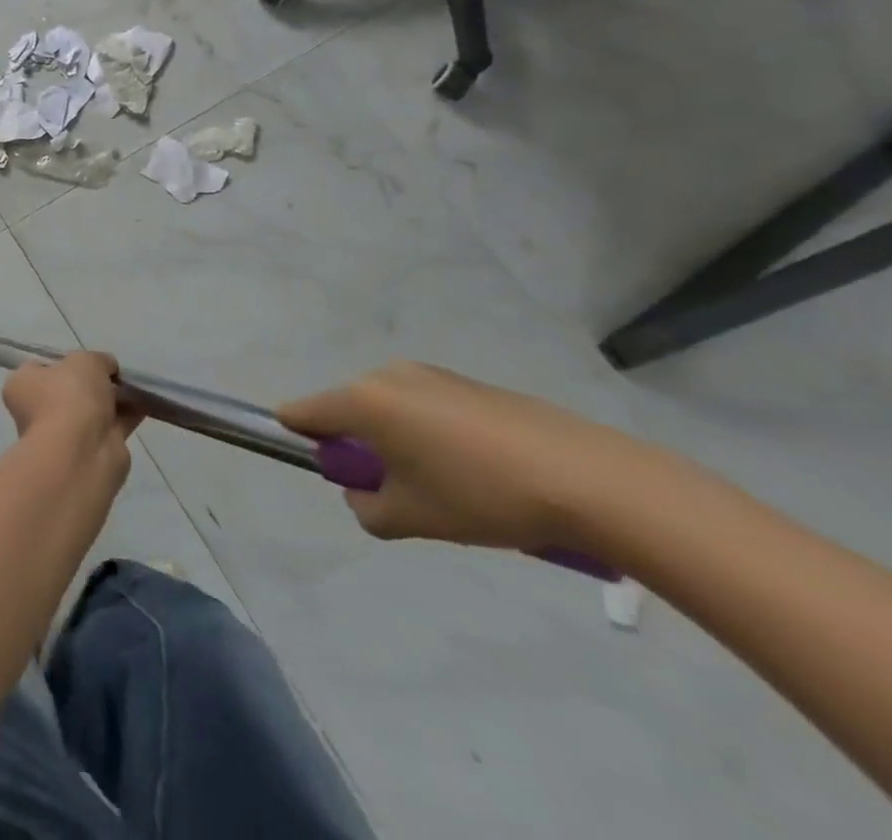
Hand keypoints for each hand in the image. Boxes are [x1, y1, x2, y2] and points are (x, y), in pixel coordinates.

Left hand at [3, 351, 141, 451]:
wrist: (82, 452)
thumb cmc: (70, 396)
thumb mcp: (86, 360)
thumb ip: (98, 360)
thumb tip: (107, 368)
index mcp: (22, 384)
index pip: (40, 367)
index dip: (65, 362)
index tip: (87, 360)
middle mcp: (37, 409)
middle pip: (69, 389)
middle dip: (94, 383)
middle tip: (116, 374)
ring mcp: (63, 433)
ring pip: (92, 409)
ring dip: (113, 399)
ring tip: (138, 387)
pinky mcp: (89, 451)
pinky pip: (110, 426)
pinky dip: (127, 416)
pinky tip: (146, 404)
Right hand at [278, 362, 645, 552]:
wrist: (590, 479)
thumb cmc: (482, 496)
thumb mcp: (412, 518)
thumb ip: (366, 508)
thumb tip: (364, 492)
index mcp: (364, 401)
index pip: (302, 412)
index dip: (302, 440)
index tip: (333, 473)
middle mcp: (387, 375)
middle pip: (348, 410)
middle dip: (361, 448)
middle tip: (402, 492)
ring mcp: (430, 374)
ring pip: (390, 410)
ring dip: (399, 442)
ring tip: (450, 486)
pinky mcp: (468, 383)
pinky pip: (426, 407)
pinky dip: (433, 435)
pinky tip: (481, 471)